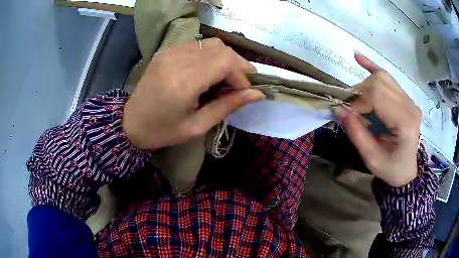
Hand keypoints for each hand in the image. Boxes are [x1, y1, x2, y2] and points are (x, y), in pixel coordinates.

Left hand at [123, 38, 263, 149]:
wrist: (130, 122)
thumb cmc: (163, 131)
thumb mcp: (198, 126)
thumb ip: (228, 106)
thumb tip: (257, 94)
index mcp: (184, 81)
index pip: (226, 62)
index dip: (242, 74)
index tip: (244, 92)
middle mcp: (177, 59)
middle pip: (221, 48)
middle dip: (237, 65)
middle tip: (238, 85)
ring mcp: (170, 51)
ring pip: (211, 43)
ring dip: (224, 58)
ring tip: (224, 78)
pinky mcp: (166, 50)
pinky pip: (197, 44)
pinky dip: (209, 55)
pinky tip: (207, 71)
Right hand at [338, 53, 420, 186]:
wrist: (407, 171)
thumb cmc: (391, 169)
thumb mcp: (371, 158)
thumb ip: (356, 133)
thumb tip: (338, 110)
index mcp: (405, 122)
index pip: (378, 96)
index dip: (358, 102)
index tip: (346, 114)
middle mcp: (410, 105)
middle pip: (379, 83)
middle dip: (359, 92)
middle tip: (350, 108)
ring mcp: (409, 100)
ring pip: (383, 77)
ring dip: (364, 84)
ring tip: (354, 97)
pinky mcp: (405, 98)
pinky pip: (388, 78)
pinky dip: (372, 67)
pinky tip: (358, 57)